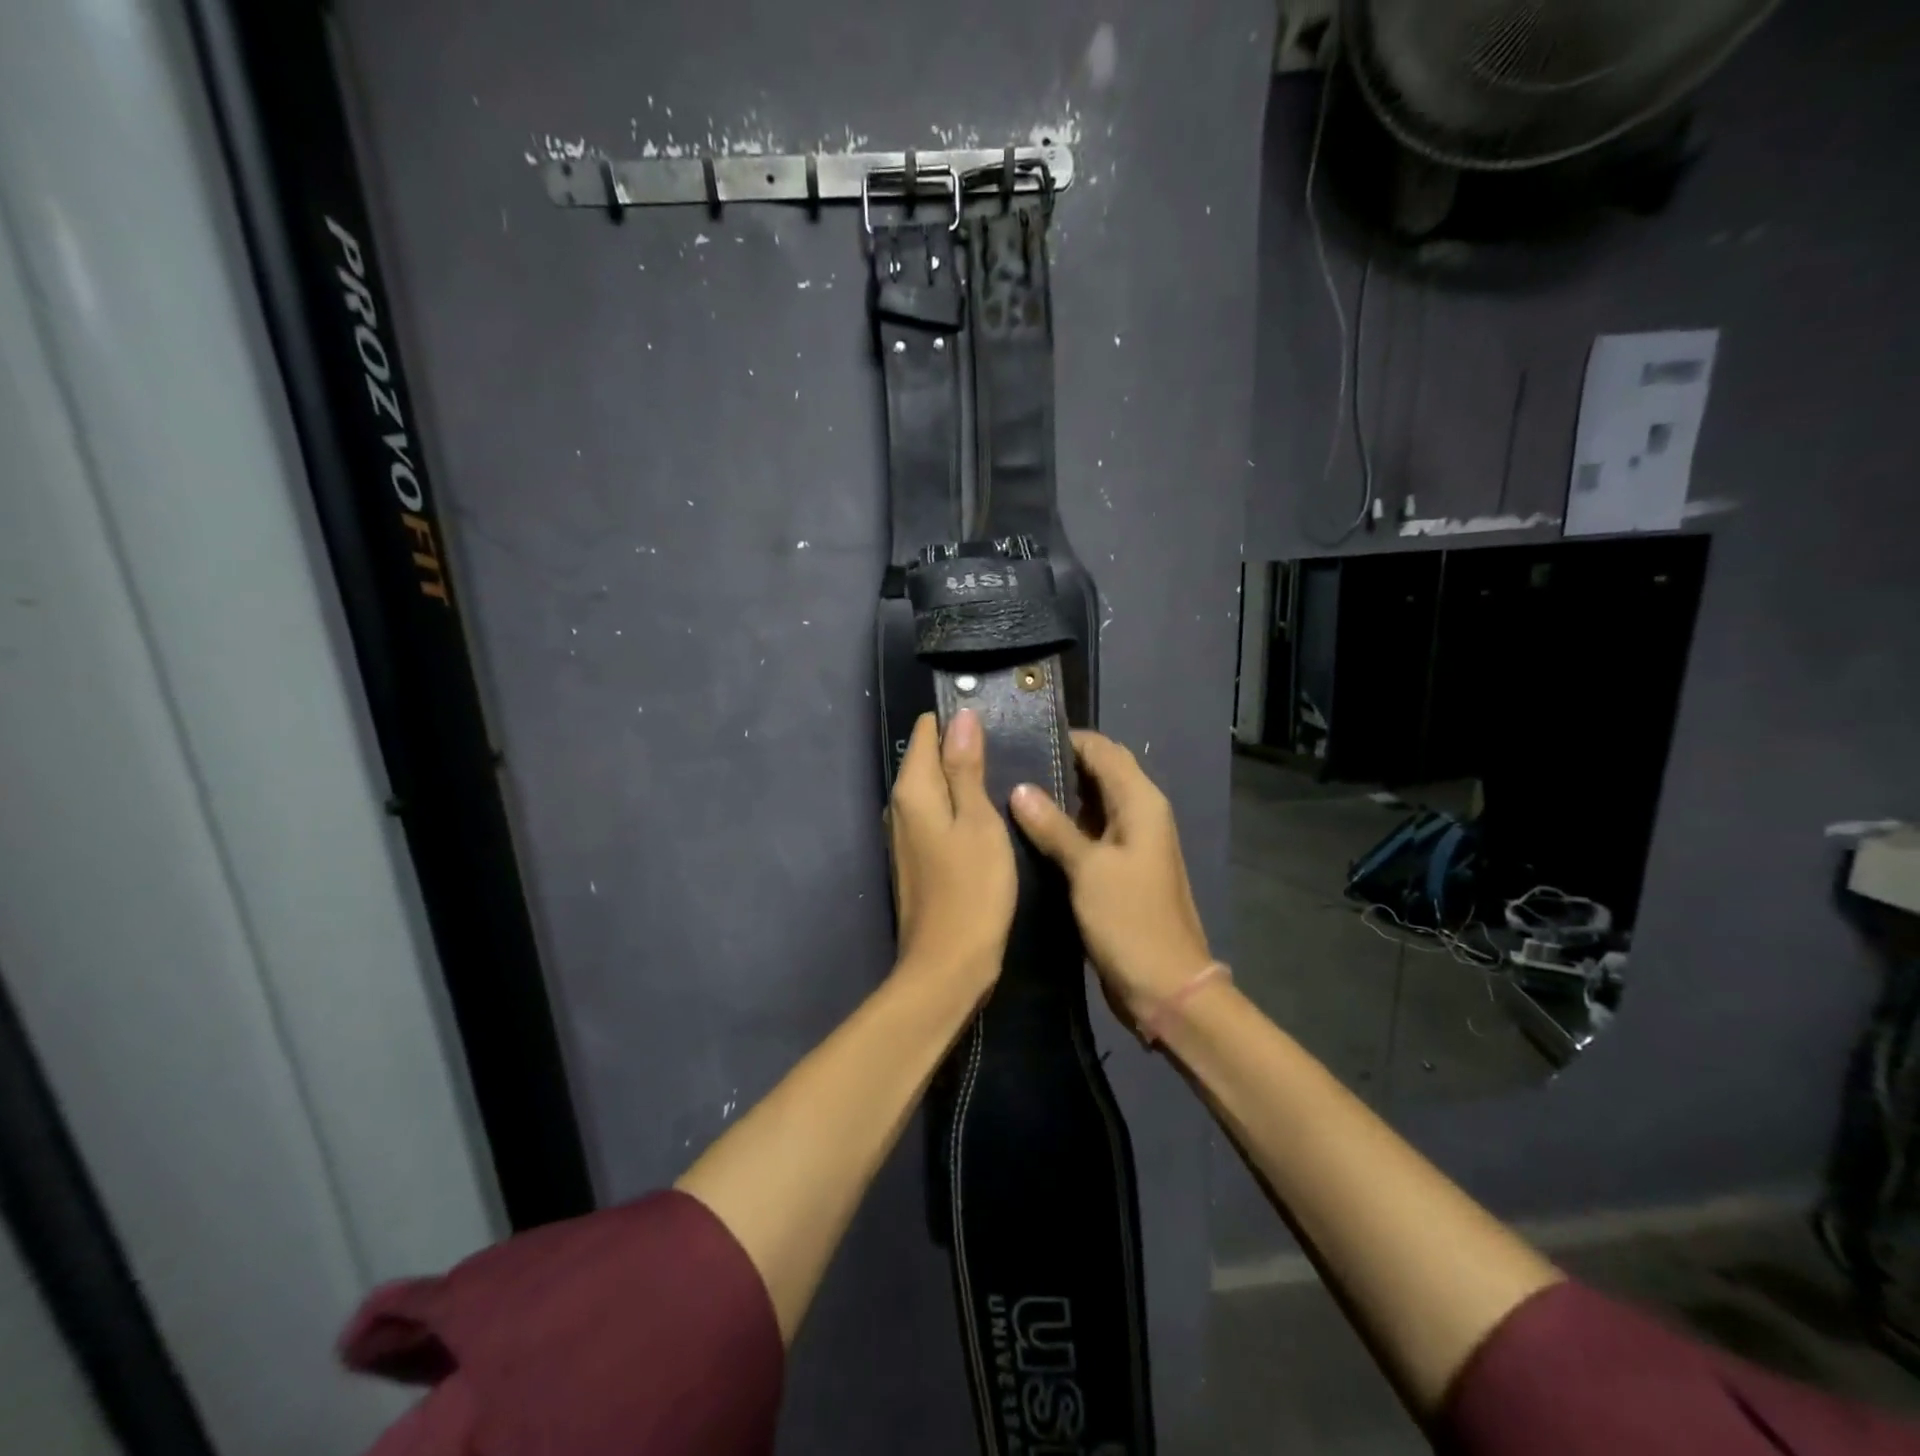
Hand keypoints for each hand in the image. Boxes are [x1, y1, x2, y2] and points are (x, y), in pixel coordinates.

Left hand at [888, 710, 1017, 994]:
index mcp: (912, 790)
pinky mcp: (917, 856)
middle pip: (929, 758)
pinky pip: (938, 814)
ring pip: (935, 788)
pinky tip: (990, 815)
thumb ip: (967, 769)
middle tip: (1011, 752)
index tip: (997, 723)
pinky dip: (960, 807)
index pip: (926, 730)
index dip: (959, 722)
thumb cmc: (972, 890)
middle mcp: (900, 806)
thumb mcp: (979, 822)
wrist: (948, 965)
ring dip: (965, 780)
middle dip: (964, 749)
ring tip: (1007, 777)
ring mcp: (905, 834)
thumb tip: (961, 717)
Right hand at [1009, 730, 1211, 1026]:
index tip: (1021, 737)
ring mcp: (1130, 843)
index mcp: (1141, 802)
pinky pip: (1090, 833)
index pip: (1104, 750)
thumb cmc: (1130, 921)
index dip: (1067, 740)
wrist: (1166, 986)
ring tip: (1009, 790)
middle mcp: (1140, 814)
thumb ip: (1053, 826)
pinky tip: (1029, 829)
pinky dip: (1065, 825)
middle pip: (1100, 773)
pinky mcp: (1119, 869)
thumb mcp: (1088, 869)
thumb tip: (1020, 788)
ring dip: (1060, 796)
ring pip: (1092, 803)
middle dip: (1061, 765)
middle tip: (1008, 763)